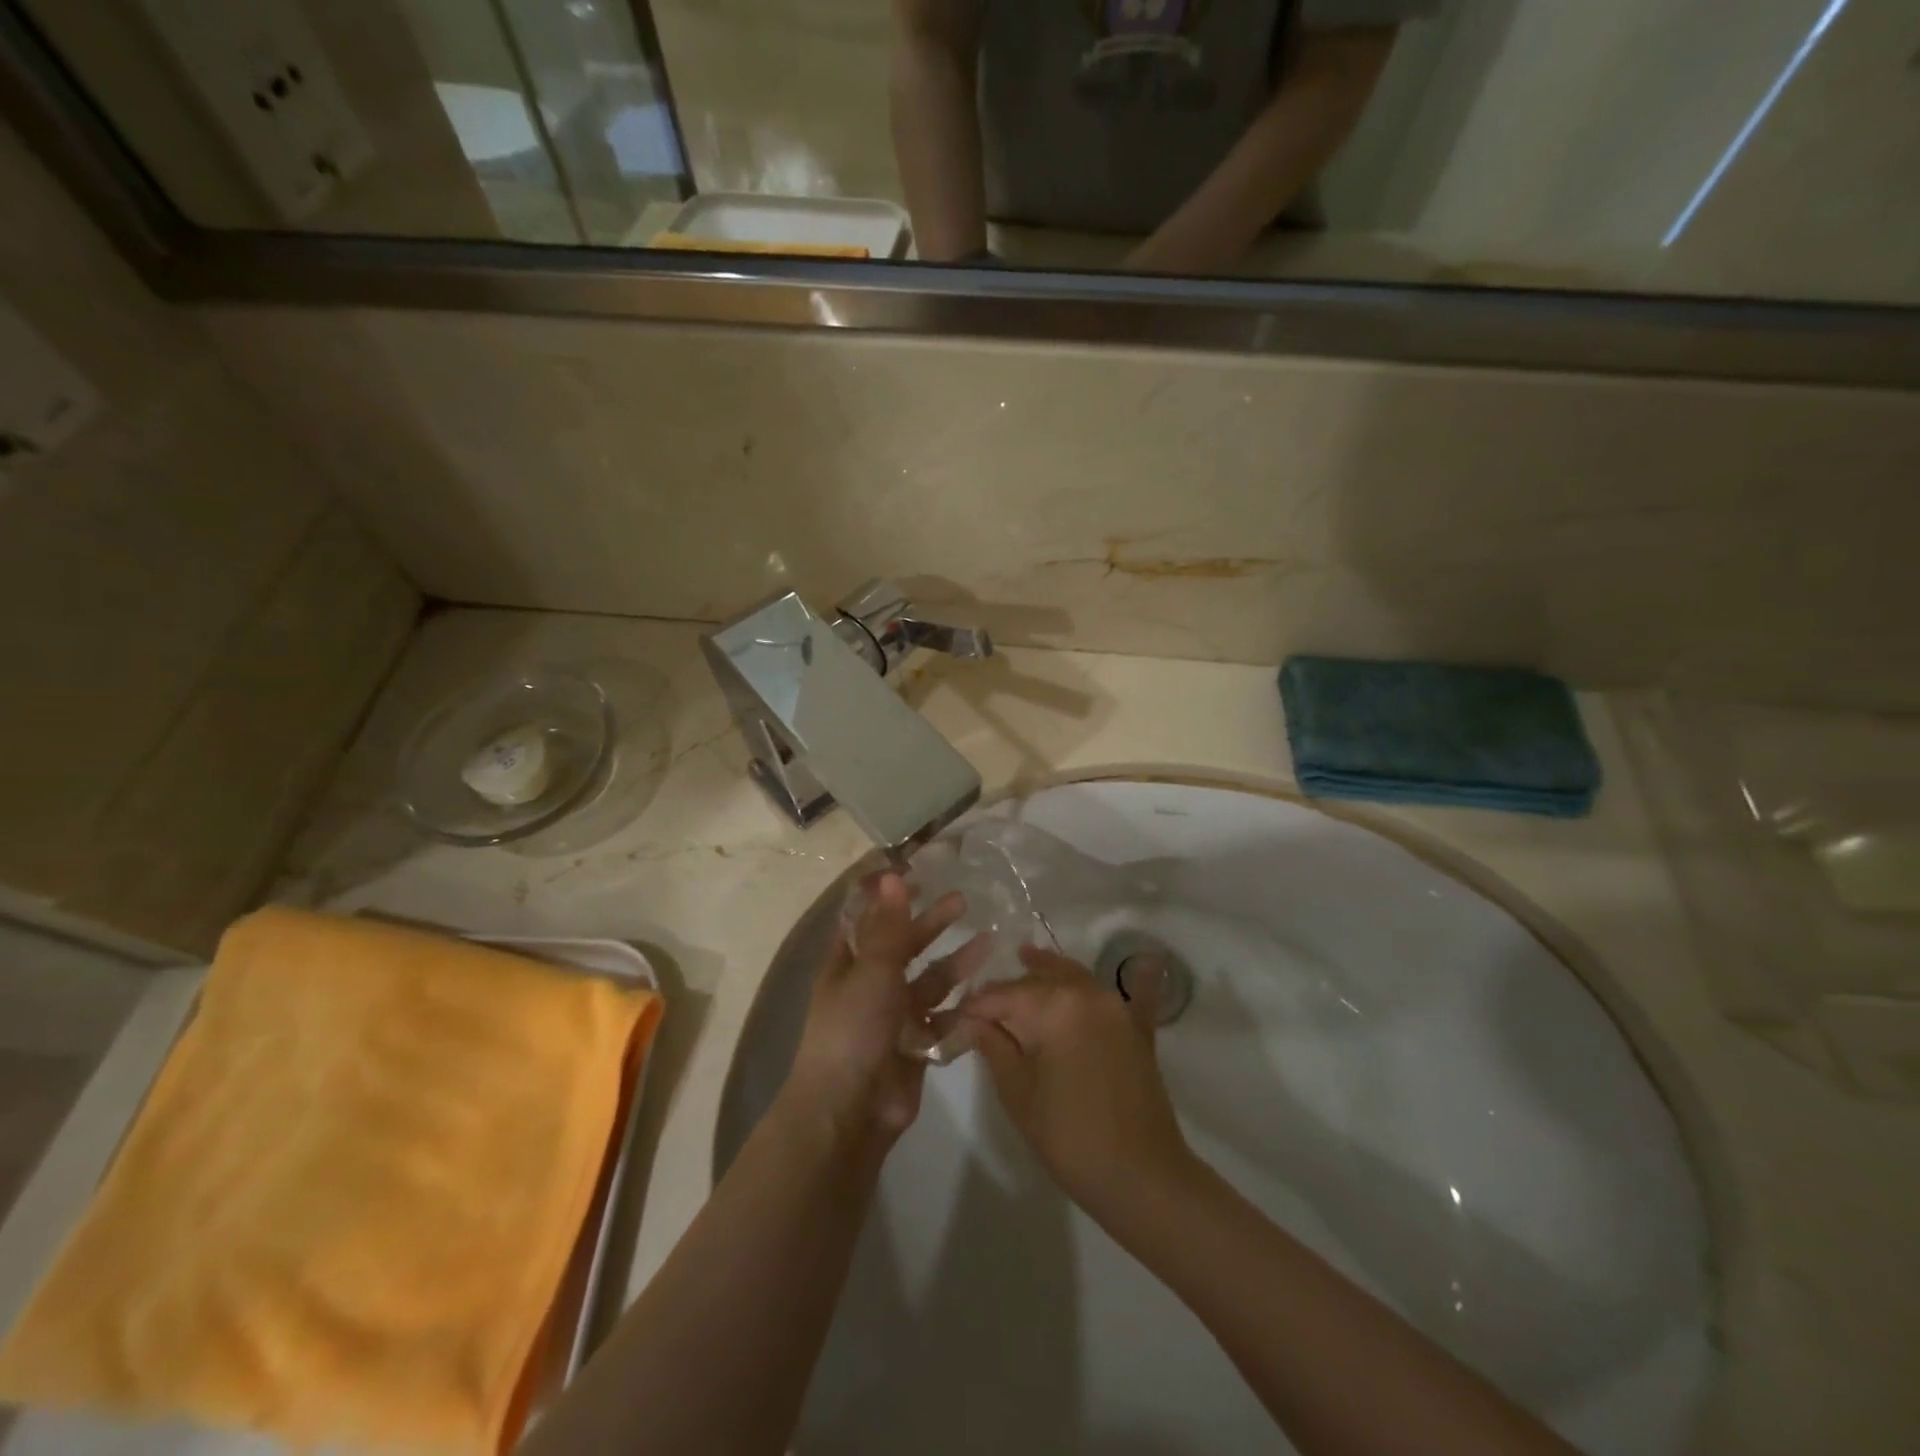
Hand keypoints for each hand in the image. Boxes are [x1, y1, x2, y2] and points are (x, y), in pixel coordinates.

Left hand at [780, 872, 988, 1147]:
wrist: (851, 1110)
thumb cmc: (853, 1029)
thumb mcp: (872, 970)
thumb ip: (889, 926)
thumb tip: (891, 875)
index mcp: (848, 963)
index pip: (868, 919)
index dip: (888, 897)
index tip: (916, 873)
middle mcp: (869, 985)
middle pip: (904, 946)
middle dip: (932, 924)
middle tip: (964, 901)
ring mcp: (894, 1017)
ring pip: (929, 982)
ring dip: (955, 963)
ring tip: (989, 942)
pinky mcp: (916, 1045)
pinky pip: (942, 1019)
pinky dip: (962, 1007)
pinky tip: (988, 992)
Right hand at [959, 945, 1196, 1223]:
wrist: (1141, 1177)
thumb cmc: (1069, 1136)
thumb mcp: (1018, 1091)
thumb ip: (993, 1045)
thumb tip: (971, 1020)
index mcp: (1055, 1004)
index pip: (1004, 994)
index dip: (976, 1005)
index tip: (955, 1016)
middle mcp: (1088, 992)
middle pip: (1040, 978)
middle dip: (1010, 988)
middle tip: (984, 1003)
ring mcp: (1118, 1008)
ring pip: (1076, 977)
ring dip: (1049, 972)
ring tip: (1026, 962)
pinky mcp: (1138, 1029)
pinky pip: (1130, 993)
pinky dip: (1124, 978)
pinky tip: (1138, 953)